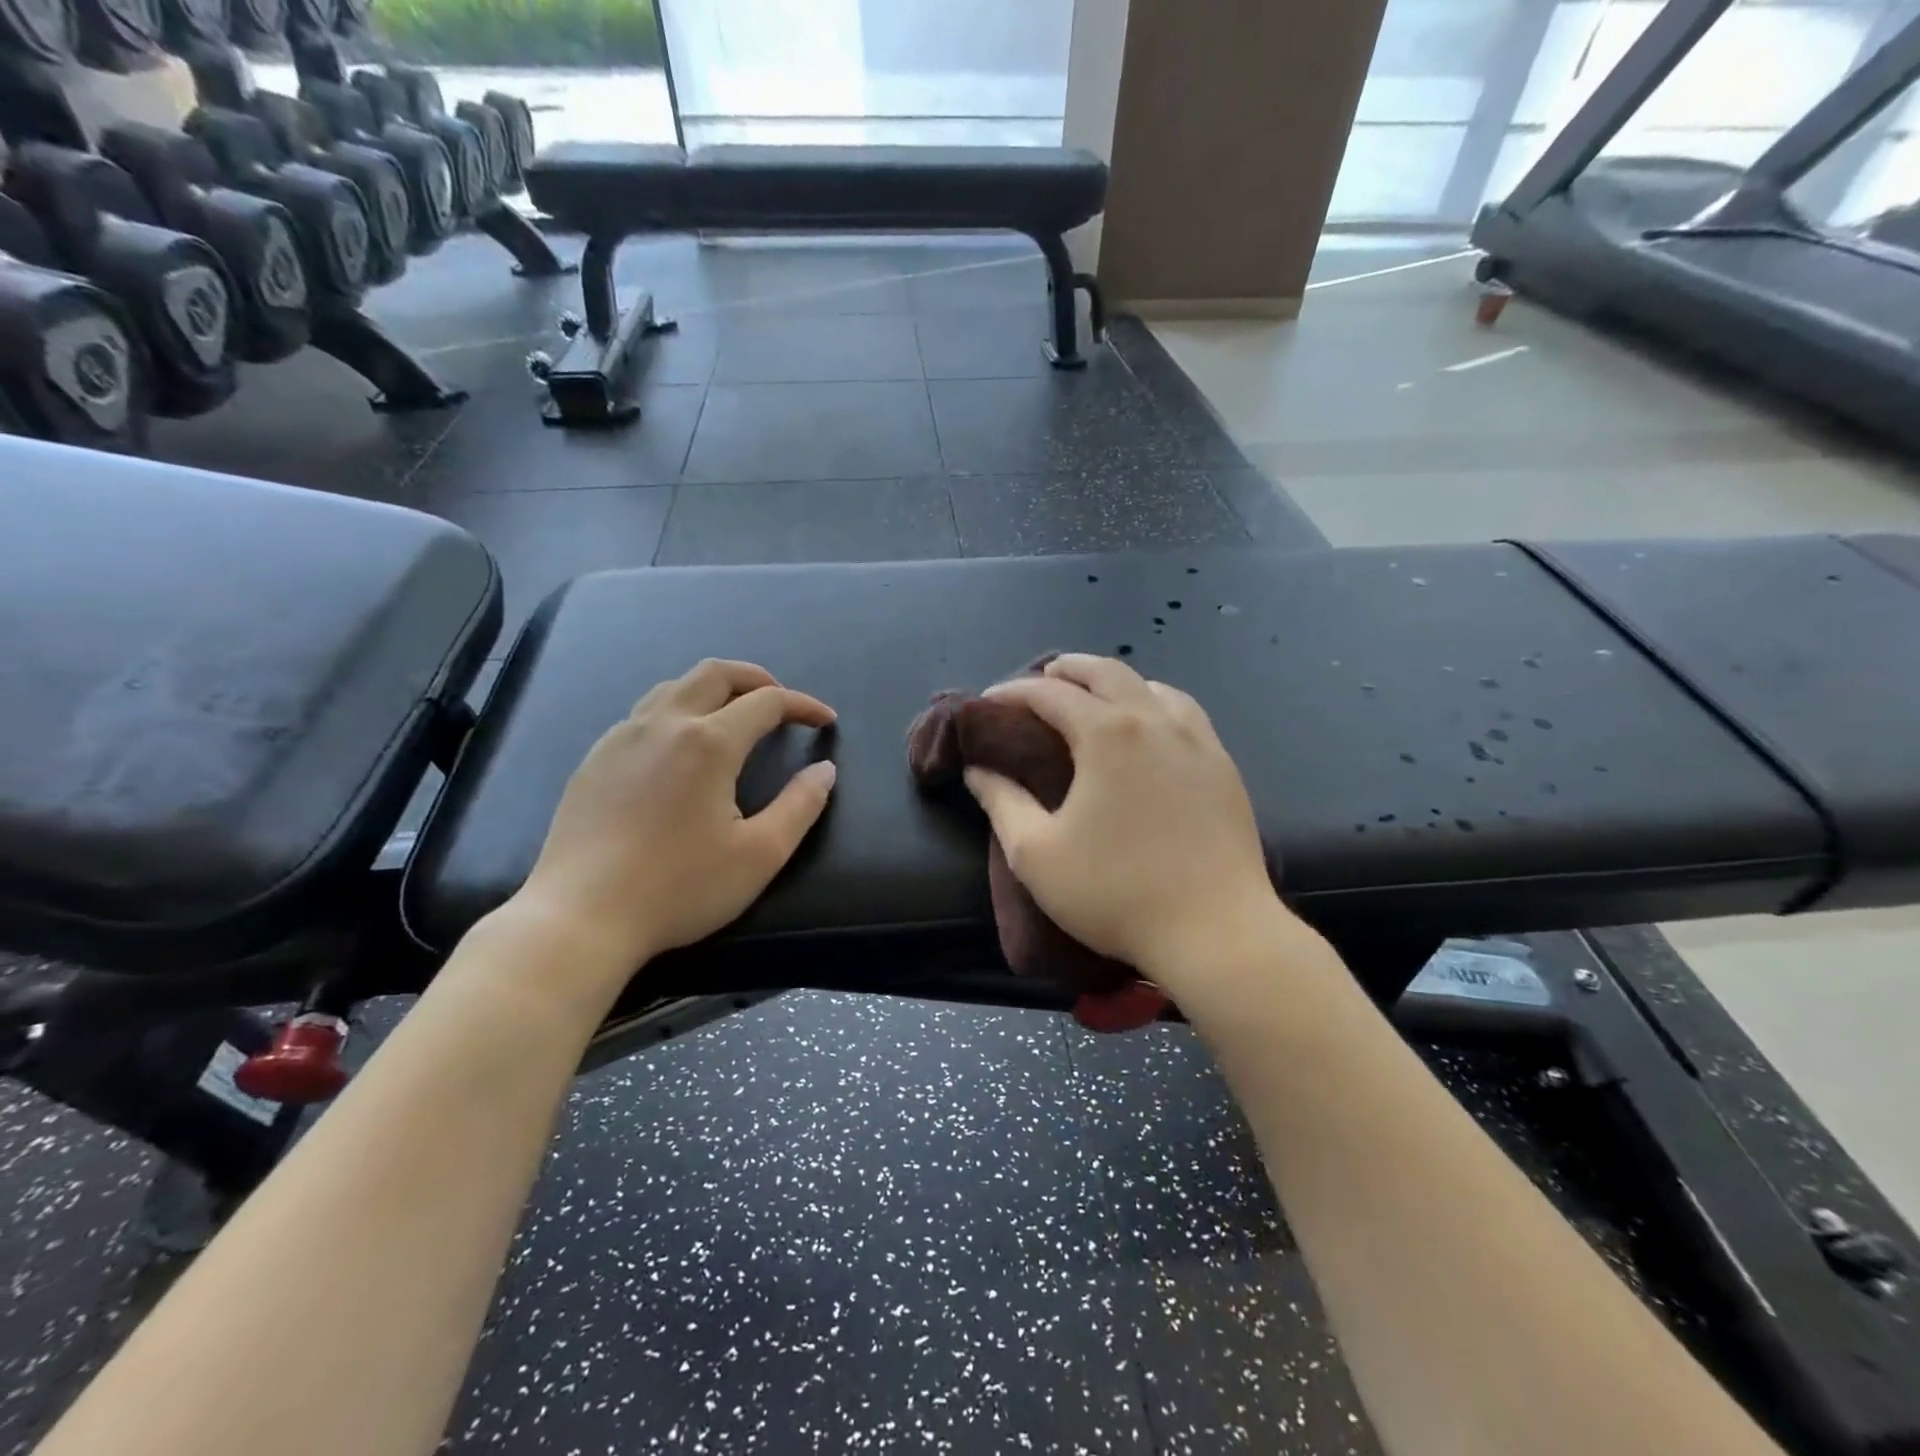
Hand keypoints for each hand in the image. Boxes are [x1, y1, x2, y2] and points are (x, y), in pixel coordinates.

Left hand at [511, 659, 836, 985]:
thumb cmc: (680, 888)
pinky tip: (681, 747)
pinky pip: (644, 712)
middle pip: (716, 673)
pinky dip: (678, 709)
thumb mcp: (760, 854)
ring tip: (735, 715)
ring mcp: (622, 737)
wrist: (581, 916)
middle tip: (781, 702)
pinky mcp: (595, 758)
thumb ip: (801, 805)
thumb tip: (825, 770)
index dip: (803, 705)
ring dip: (714, 689)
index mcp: (709, 742)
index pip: (767, 702)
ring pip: (674, 686)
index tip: (825, 721)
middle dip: (757, 678)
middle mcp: (664, 723)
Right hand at [964, 654, 1288, 989]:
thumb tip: (978, 770)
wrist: (1216, 932)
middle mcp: (1154, 721)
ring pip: (1152, 687)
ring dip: (1115, 682)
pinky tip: (1152, 727)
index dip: (1012, 692)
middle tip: (1041, 680)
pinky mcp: (1223, 766)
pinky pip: (1186, 713)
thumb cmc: (1116, 893)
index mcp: (1107, 734)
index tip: (987, 703)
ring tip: (1095, 698)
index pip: (1049, 694)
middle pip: (1106, 672)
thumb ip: (1002, 803)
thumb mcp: (1036, 854)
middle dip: (1068, 669)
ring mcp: (1197, 741)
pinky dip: (1156, 703)